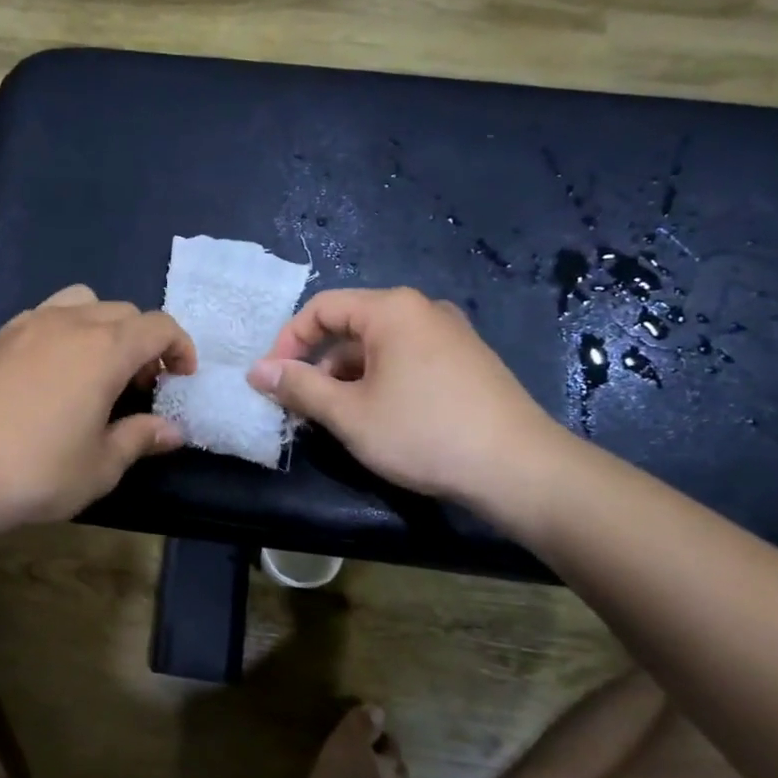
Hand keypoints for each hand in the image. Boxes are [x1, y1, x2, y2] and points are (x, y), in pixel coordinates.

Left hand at [0, 285, 196, 531]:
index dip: (180, 347)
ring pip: (81, 302)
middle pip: (122, 311)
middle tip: (141, 385)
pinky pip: (44, 316)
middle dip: (143, 341)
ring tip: (96, 368)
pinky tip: (51, 373)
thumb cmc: (36, 472)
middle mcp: (68, 323)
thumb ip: (140, 438)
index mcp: (104, 349)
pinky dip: (64, 331)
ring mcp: (26, 325)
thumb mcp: (100, 465)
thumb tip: (174, 430)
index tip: (182, 377)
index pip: (158, 326)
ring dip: (102, 327)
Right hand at [246, 288, 569, 514]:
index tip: (271, 380)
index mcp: (392, 310)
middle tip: (300, 406)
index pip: (322, 308)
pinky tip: (377, 419)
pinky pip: (407, 360)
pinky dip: (379, 382)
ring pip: (379, 348)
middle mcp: (422, 311)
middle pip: (351, 327)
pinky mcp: (467, 362)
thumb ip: (299, 387)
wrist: (520, 468)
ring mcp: (450, 335)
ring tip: (335, 419)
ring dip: (347, 378)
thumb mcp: (349, 414)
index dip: (288, 341)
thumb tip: (257, 371)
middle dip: (318, 365)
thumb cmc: (423, 433)